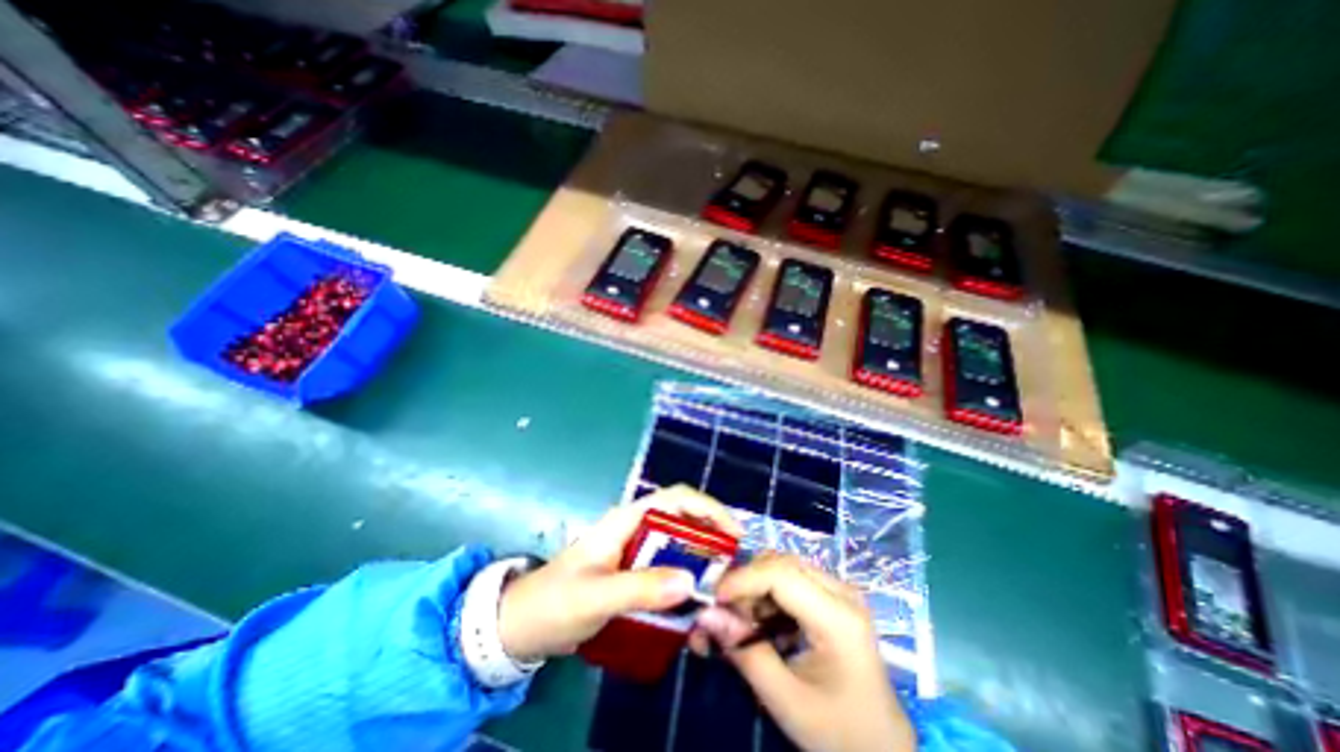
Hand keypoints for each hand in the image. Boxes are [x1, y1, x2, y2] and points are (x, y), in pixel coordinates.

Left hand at [497, 486, 744, 661]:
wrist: (523, 625)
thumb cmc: (554, 603)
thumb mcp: (595, 597)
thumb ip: (639, 589)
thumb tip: (689, 581)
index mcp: (626, 520)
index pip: (675, 498)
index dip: (707, 507)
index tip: (732, 532)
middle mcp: (635, 527)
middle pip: (681, 517)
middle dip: (710, 532)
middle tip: (733, 562)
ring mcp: (634, 549)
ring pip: (677, 541)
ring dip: (700, 555)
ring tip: (722, 579)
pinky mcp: (633, 570)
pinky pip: (667, 565)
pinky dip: (685, 573)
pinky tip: (695, 594)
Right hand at [685, 553, 915, 751]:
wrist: (886, 749)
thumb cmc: (840, 733)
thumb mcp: (788, 702)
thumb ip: (745, 653)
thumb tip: (706, 615)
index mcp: (838, 617)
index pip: (780, 574)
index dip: (742, 579)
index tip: (713, 600)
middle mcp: (841, 591)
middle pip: (780, 563)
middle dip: (746, 582)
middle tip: (723, 612)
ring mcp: (839, 591)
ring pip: (782, 567)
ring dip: (755, 588)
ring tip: (740, 622)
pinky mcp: (832, 596)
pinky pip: (790, 580)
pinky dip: (767, 596)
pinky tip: (761, 623)